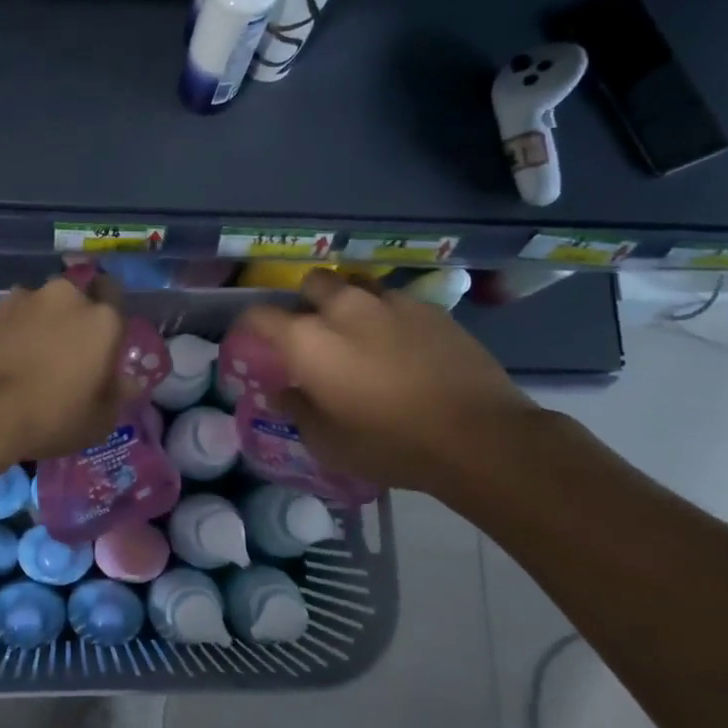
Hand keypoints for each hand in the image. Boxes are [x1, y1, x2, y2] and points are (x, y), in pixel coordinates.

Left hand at [0, 278, 128, 463]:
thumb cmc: (51, 417)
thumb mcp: (99, 421)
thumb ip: (116, 393)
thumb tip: (123, 381)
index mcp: (101, 318)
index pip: (113, 292)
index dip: (106, 313)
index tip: (100, 338)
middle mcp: (64, 297)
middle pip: (72, 299)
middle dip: (69, 319)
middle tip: (61, 353)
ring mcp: (20, 299)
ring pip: (36, 307)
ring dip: (36, 324)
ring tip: (24, 359)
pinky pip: (6, 320)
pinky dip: (6, 334)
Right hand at [235, 270, 538, 494]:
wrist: (477, 436)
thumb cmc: (389, 443)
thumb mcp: (328, 442)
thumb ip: (298, 409)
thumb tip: (284, 391)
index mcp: (308, 339)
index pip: (259, 315)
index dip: (249, 326)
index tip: (253, 341)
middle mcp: (343, 308)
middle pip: (311, 284)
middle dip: (306, 303)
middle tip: (314, 335)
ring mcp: (390, 303)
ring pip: (356, 285)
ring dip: (348, 303)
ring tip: (359, 333)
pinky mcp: (431, 308)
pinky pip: (395, 301)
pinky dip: (387, 316)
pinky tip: (402, 345)